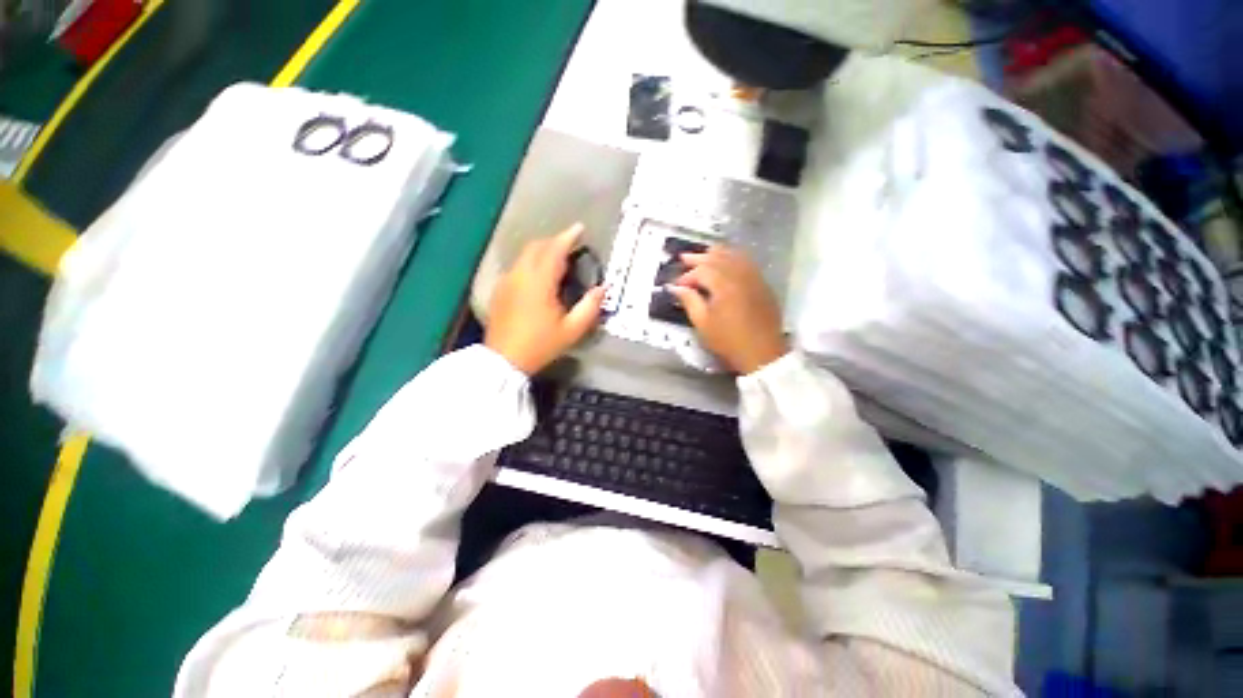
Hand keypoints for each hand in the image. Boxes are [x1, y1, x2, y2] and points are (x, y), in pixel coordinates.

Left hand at [485, 224, 604, 374]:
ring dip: (542, 251)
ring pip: (525, 255)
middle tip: (571, 244)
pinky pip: (517, 267)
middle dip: (554, 241)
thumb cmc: (540, 345)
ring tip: (557, 258)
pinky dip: (531, 263)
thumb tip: (603, 288)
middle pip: (536, 247)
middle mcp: (520, 275)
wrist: (503, 360)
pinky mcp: (500, 290)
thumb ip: (590, 307)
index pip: (554, 250)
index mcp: (539, 282)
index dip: (568, 237)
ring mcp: (507, 281)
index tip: (580, 228)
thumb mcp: (571, 330)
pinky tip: (539, 276)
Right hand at [668, 246, 788, 374]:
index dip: (687, 276)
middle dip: (699, 257)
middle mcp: (740, 275)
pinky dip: (734, 258)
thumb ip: (689, 301)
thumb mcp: (703, 324)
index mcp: (723, 285)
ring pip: (735, 255)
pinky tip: (727, 263)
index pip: (702, 270)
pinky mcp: (762, 284)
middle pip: (718, 257)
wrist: (762, 353)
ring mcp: (754, 278)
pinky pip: (747, 263)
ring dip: (717, 253)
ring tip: (705, 254)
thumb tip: (676, 288)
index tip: (677, 286)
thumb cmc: (728, 341)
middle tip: (684, 257)